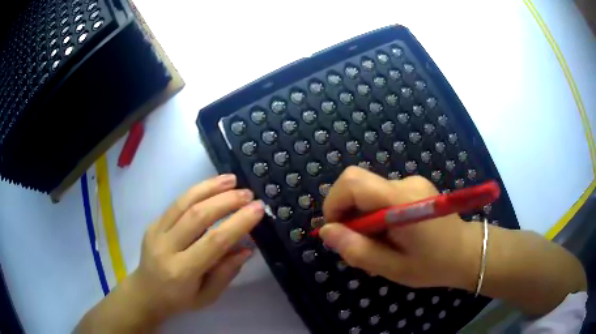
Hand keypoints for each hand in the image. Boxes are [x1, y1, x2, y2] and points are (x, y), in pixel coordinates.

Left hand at [77, 174, 263, 331]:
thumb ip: (226, 272)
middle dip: (226, 201)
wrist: (146, 292)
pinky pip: (176, 203)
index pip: (213, 242)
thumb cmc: (180, 300)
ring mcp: (156, 232)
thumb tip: (247, 247)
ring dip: (210, 188)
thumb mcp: (208, 296)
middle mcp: (166, 248)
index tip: (257, 209)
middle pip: (197, 217)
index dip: (237, 223)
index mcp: (182, 272)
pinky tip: (212, 185)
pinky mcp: (153, 223)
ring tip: (232, 180)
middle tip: (248, 194)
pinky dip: (196, 191)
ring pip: (184, 203)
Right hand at [319, 166, 478, 290]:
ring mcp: (411, 182)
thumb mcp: (392, 268)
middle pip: (357, 184)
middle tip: (357, 244)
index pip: (352, 182)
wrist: (466, 252)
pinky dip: (375, 216)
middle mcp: (406, 183)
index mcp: (402, 200)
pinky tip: (388, 236)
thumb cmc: (433, 265)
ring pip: (367, 192)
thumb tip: (326, 232)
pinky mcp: (413, 187)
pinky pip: (381, 196)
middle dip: (347, 214)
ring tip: (377, 246)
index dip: (334, 204)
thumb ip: (357, 250)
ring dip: (362, 219)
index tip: (336, 232)